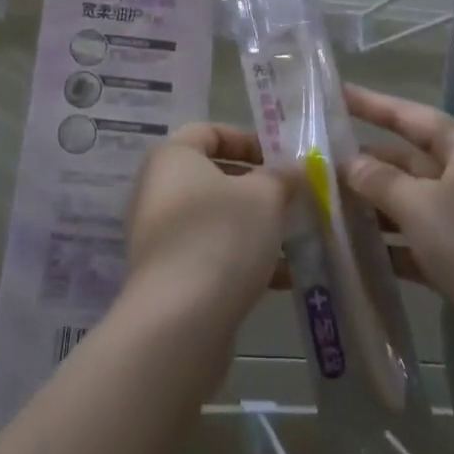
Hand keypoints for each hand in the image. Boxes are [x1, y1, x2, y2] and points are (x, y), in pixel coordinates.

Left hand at [125, 123, 295, 323]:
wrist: (180, 321)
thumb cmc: (222, 236)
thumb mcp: (265, 196)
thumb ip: (282, 177)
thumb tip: (294, 170)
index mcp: (173, 158)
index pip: (209, 131)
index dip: (246, 140)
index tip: (279, 159)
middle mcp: (158, 190)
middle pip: (214, 177)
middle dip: (257, 188)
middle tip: (292, 199)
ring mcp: (160, 236)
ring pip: (217, 219)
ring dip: (255, 227)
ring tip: (295, 241)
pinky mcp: (169, 276)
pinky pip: (211, 254)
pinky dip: (242, 259)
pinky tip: (282, 279)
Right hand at [340, 84, 453, 346]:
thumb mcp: (421, 206)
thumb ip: (379, 180)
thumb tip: (348, 162)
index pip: (411, 115)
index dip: (372, 104)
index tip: (335, 93)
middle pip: (410, 160)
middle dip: (367, 163)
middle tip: (316, 162)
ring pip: (413, 202)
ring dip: (376, 206)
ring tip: (326, 206)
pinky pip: (422, 240)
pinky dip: (394, 244)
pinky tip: (359, 252)